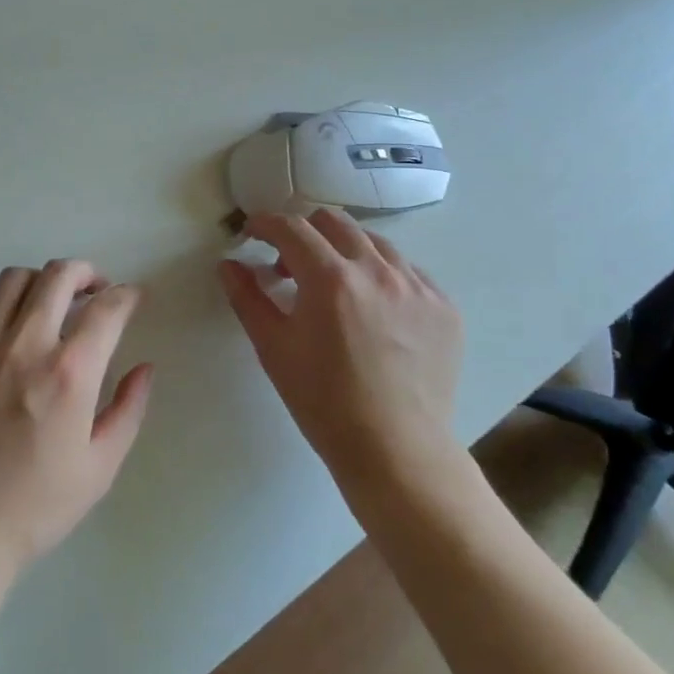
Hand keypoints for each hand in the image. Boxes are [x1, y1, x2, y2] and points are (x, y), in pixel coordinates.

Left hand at [0, 259, 154, 585]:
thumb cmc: (31, 509)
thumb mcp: (98, 469)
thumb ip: (128, 411)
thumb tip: (144, 368)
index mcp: (69, 373)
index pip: (108, 309)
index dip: (127, 296)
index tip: (132, 299)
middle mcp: (24, 345)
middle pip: (59, 275)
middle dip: (86, 272)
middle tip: (94, 290)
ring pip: (13, 280)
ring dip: (40, 283)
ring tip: (47, 304)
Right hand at [218, 209, 463, 494]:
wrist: (396, 451)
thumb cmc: (324, 402)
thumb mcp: (274, 348)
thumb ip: (248, 297)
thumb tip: (229, 263)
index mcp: (331, 279)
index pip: (292, 228)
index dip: (266, 223)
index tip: (253, 231)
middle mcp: (378, 270)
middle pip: (335, 222)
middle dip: (305, 230)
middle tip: (289, 263)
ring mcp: (418, 286)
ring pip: (374, 242)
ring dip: (344, 250)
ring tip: (334, 285)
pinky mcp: (444, 306)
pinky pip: (408, 271)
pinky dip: (381, 275)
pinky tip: (373, 308)